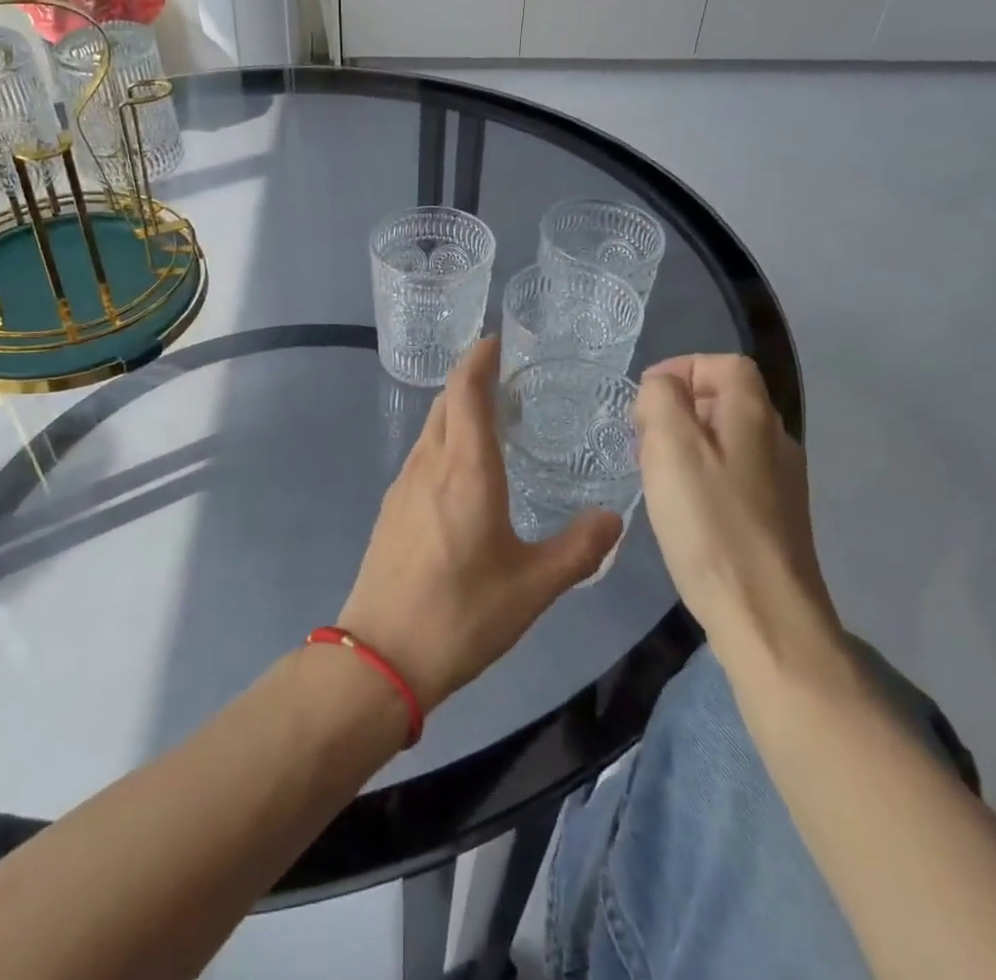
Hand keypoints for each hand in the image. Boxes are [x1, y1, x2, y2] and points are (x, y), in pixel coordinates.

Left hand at [338, 338, 621, 711]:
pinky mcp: (392, 508)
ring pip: (432, 428)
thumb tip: (614, 518)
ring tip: (493, 420)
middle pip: (446, 402)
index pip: (466, 390)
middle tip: (510, 379)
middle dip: (472, 379)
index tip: (499, 340)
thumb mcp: (533, 586)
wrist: (381, 655)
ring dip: (458, 411)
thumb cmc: (462, 614)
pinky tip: (464, 471)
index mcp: (465, 469)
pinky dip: (445, 441)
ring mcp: (404, 484)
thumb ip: (578, 548)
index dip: (480, 358)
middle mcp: (429, 464)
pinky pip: (422, 454)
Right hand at [633, 354, 841, 677]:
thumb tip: (662, 388)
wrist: (764, 615)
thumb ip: (661, 400)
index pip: (724, 364)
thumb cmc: (710, 522)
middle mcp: (776, 441)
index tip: (646, 400)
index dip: (682, 368)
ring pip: (726, 439)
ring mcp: (780, 482)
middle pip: (725, 399)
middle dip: (678, 408)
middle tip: (643, 439)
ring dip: (686, 444)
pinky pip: (731, 474)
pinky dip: (700, 475)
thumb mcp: (671, 447)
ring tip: (654, 473)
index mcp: (754, 415)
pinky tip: (680, 507)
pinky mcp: (774, 518)